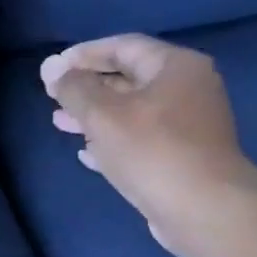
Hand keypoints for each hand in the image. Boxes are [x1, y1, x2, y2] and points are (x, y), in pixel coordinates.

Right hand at [42, 35, 256, 255]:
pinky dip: (114, 141)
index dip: (84, 54)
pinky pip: (143, 139)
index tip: (53, 68)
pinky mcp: (185, 157)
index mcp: (176, 67)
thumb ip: (73, 88)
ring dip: (95, 117)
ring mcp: (190, 125)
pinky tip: (86, 153)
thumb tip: (51, 67)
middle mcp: (189, 89)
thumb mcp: (102, 114)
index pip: (123, 46)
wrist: (205, 210)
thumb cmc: (152, 151)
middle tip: (53, 97)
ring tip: (60, 124)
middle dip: (88, 88)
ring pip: (133, 112)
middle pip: (129, 79)